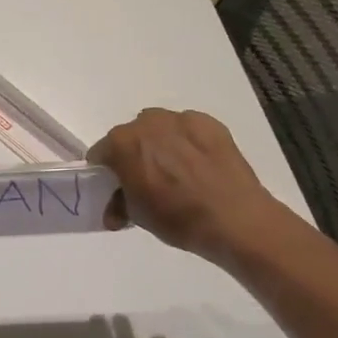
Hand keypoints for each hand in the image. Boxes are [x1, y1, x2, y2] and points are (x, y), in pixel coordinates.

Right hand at [87, 109, 280, 262]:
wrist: (235, 218)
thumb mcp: (138, 216)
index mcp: (122, 143)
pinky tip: (198, 165)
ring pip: (159, 128)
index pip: (101, 153)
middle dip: (133, 155)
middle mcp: (147, 122)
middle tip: (147, 181)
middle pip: (130, 136)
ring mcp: (180, 119)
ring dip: (159, 145)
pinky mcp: (209, 122)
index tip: (115, 187)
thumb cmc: (178, 218)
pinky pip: (186, 129)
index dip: (105, 172)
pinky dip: (186, 142)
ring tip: (176, 171)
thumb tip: (115, 208)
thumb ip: (119, 203)